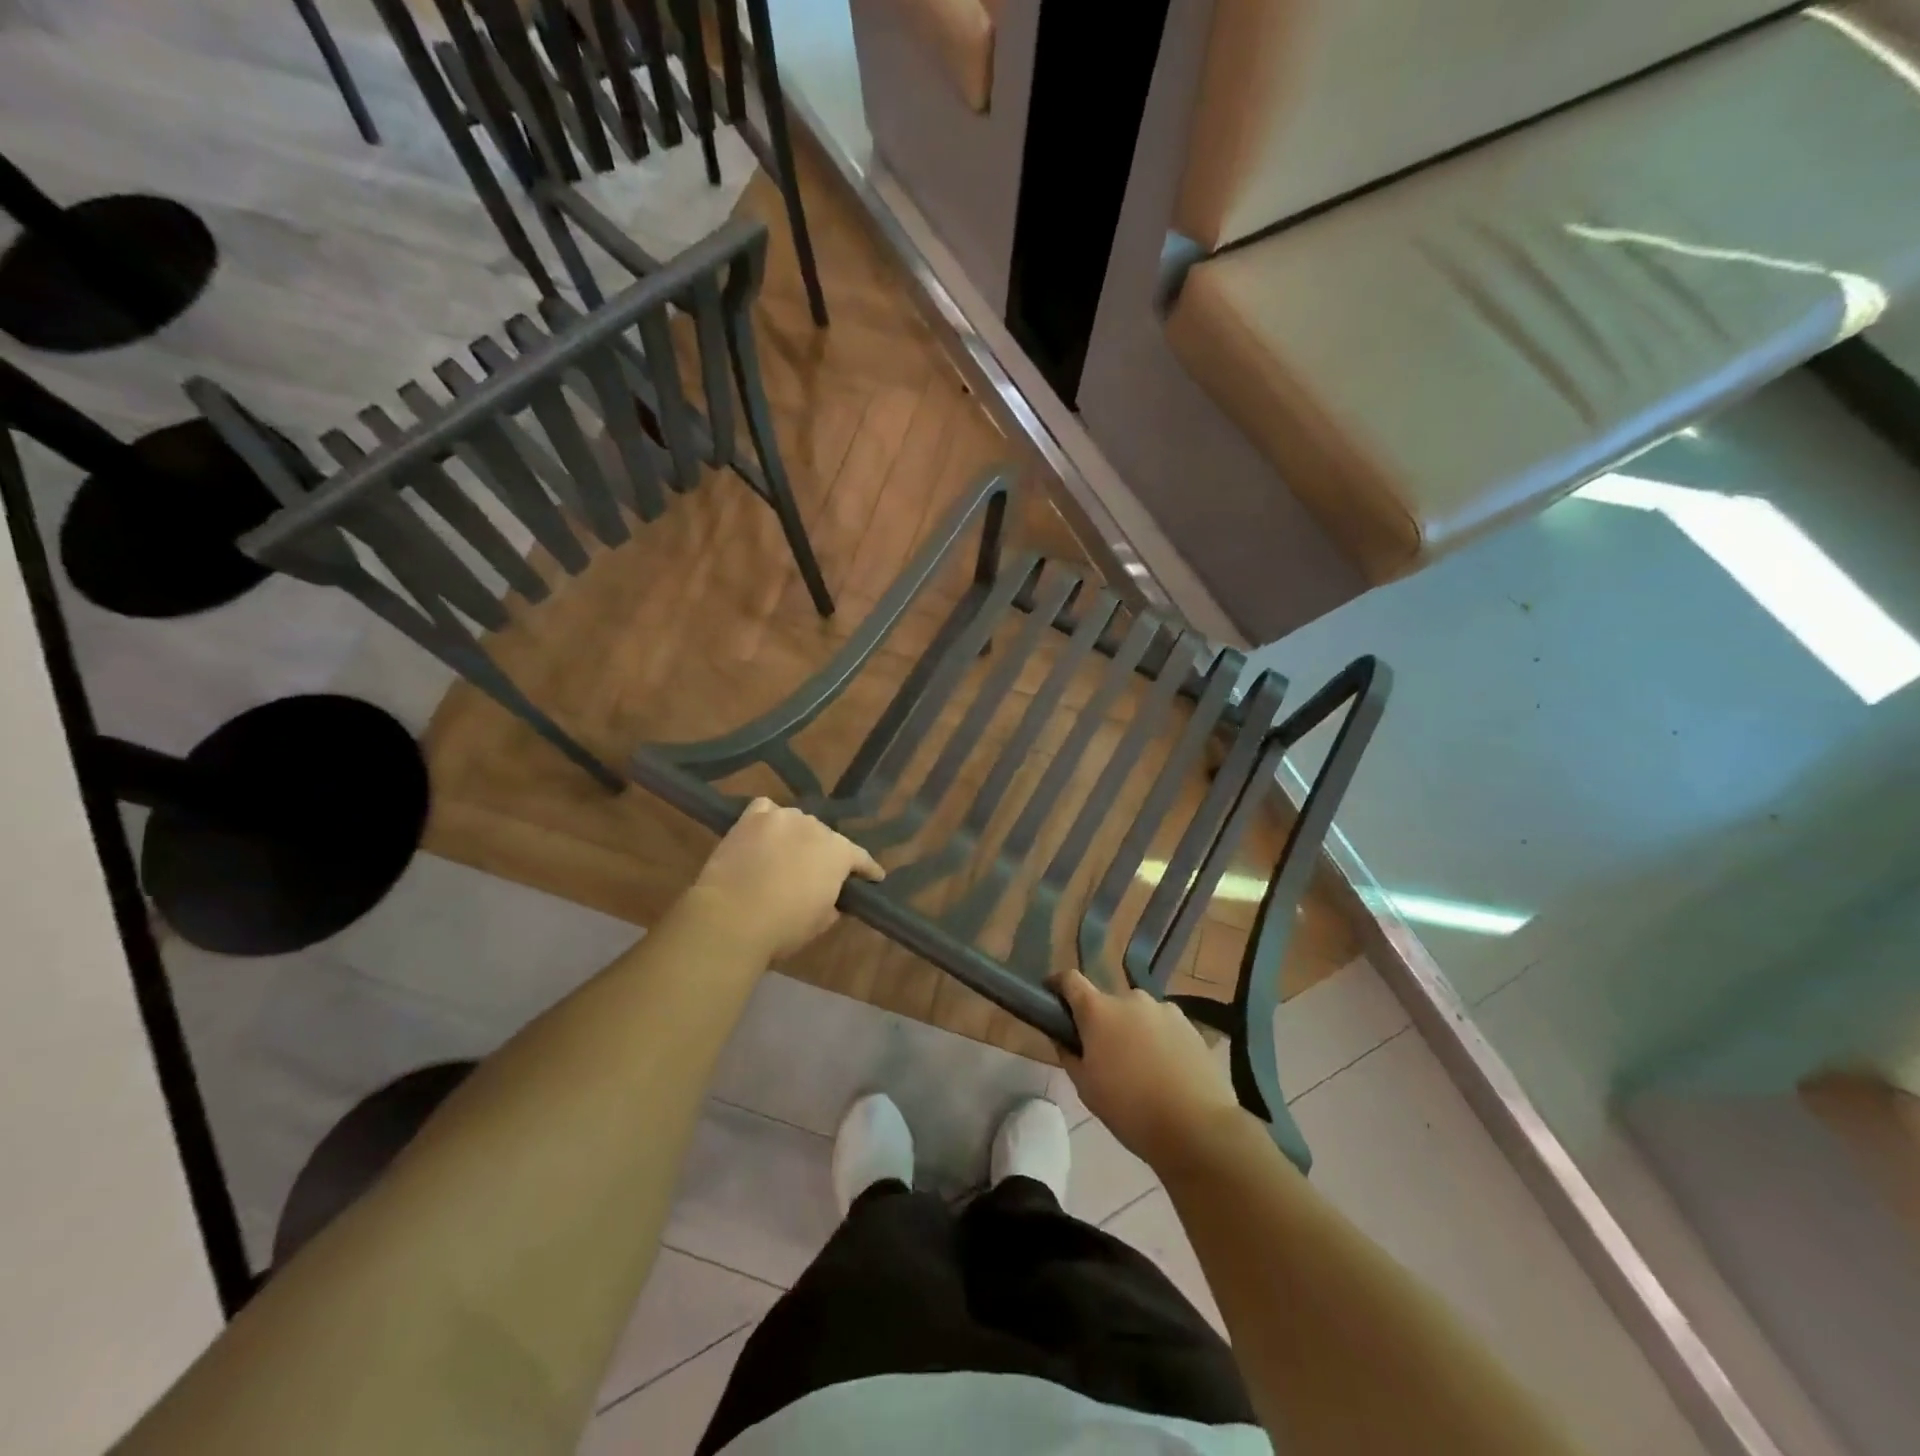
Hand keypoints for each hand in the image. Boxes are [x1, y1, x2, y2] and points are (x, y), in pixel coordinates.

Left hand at [688, 799, 882, 961]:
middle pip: (826, 837)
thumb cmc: (784, 926)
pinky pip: (766, 809)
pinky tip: (765, 832)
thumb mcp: (821, 922)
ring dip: (797, 836)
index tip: (875, 877)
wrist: (732, 917)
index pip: (861, 858)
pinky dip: (769, 819)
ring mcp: (782, 818)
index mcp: (839, 852)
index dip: (868, 870)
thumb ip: (832, 903)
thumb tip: (829, 898)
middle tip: (817, 872)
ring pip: (797, 822)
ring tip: (788, 853)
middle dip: (825, 853)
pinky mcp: (751, 818)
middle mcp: (816, 827)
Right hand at [1056, 967, 1244, 1171]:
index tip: (1052, 997)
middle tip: (1103, 1053)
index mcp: (1099, 1010)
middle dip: (1101, 1021)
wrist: (1197, 1127)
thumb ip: (1069, 1055)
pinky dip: (1157, 1039)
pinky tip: (1165, 1070)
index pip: (1070, 980)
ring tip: (1140, 1066)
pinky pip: (1163, 1025)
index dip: (1058, 985)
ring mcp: (1164, 1009)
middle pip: (1107, 1002)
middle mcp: (1131, 999)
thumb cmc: (1130, 1109)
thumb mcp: (1086, 1088)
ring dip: (1132, 1030)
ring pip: (1137, 1014)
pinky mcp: (1190, 1024)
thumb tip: (1063, 1037)